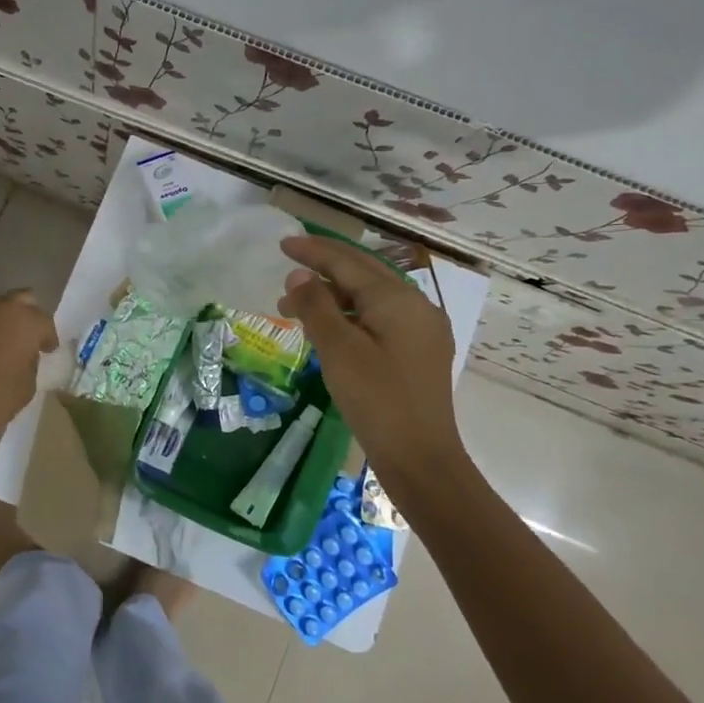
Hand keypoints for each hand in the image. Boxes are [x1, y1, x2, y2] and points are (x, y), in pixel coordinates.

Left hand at [0, 288, 57, 446]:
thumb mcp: (27, 386)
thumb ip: (31, 362)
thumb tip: (25, 354)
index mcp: (25, 321)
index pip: (45, 322)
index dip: (48, 337)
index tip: (48, 350)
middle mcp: (0, 307)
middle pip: (22, 300)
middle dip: (28, 316)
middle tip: (28, 337)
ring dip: (4, 319)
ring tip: (4, 341)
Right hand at [278, 235, 465, 476]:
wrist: (421, 459)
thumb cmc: (376, 400)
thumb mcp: (339, 350)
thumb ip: (316, 306)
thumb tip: (299, 275)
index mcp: (398, 299)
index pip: (348, 263)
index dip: (314, 251)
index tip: (283, 242)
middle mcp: (416, 306)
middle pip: (363, 273)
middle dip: (323, 268)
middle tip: (288, 267)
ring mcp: (421, 331)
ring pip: (370, 298)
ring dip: (333, 295)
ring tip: (295, 307)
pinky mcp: (417, 353)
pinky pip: (379, 318)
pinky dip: (349, 315)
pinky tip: (328, 328)